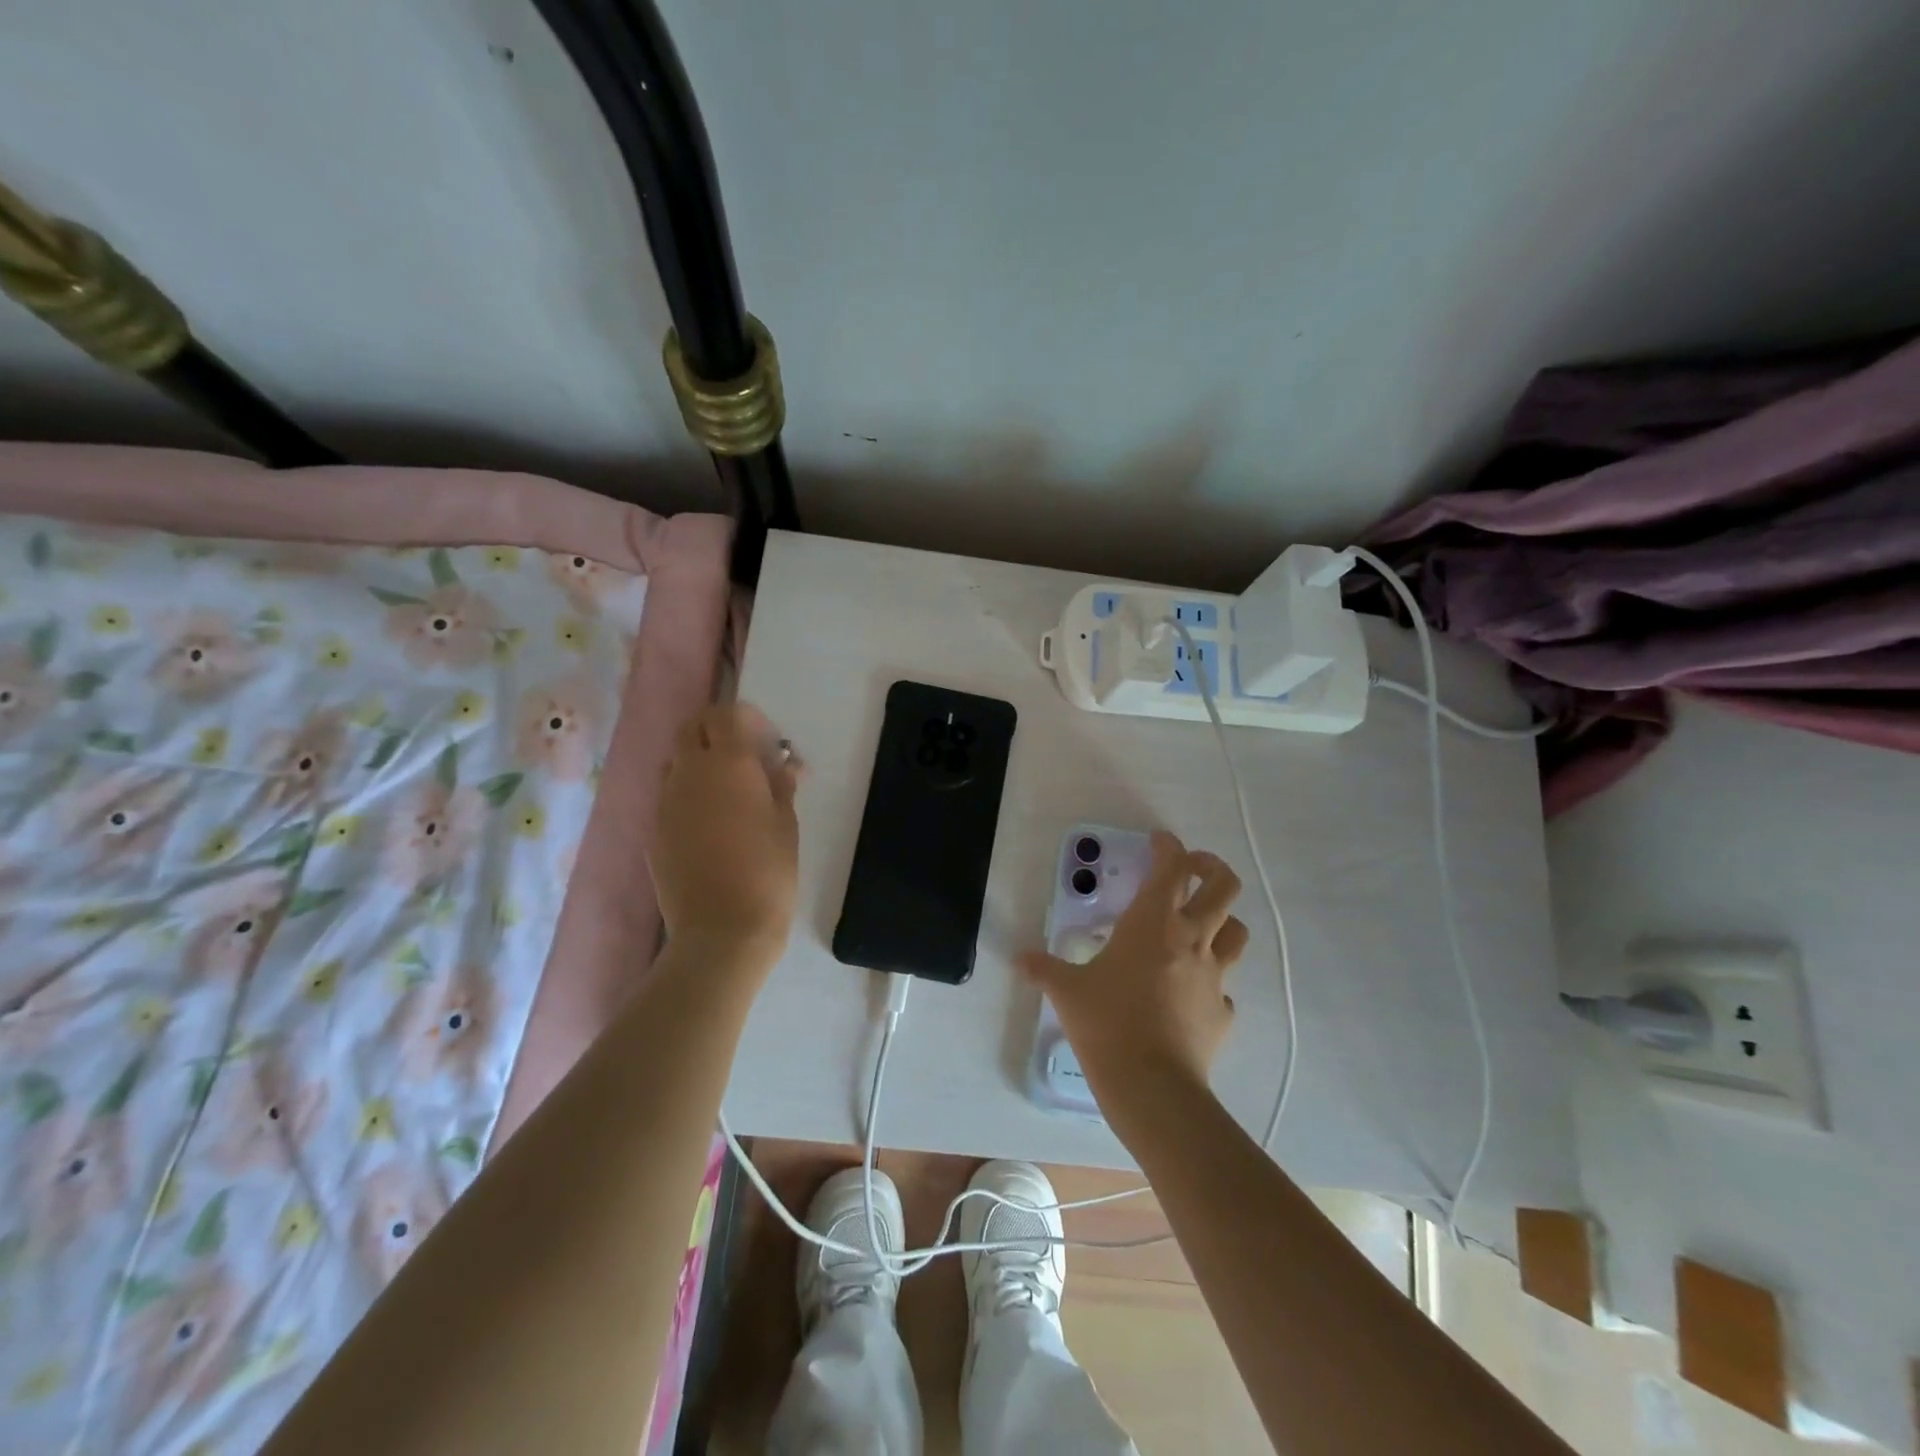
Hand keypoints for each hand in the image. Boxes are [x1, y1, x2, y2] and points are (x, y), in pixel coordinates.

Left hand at [651, 703, 800, 971]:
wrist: (722, 931)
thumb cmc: (768, 873)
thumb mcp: (786, 825)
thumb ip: (780, 787)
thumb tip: (783, 765)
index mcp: (729, 764)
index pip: (724, 715)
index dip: (744, 719)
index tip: (765, 740)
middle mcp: (689, 773)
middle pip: (691, 728)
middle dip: (714, 731)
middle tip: (742, 756)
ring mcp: (664, 802)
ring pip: (675, 762)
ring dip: (698, 762)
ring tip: (725, 792)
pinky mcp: (652, 831)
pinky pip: (667, 796)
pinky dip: (686, 795)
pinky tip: (708, 825)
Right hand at [1018, 830, 1247, 1097]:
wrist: (1152, 1086)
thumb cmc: (1107, 1023)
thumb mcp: (1067, 992)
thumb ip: (1043, 969)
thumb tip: (1019, 959)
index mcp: (1153, 922)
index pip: (1172, 866)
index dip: (1168, 846)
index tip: (1158, 842)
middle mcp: (1191, 939)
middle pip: (1223, 886)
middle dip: (1211, 869)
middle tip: (1192, 871)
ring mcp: (1214, 975)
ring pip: (1237, 931)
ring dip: (1223, 921)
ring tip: (1199, 926)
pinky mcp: (1223, 1011)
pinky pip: (1225, 986)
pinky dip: (1212, 981)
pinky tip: (1191, 992)